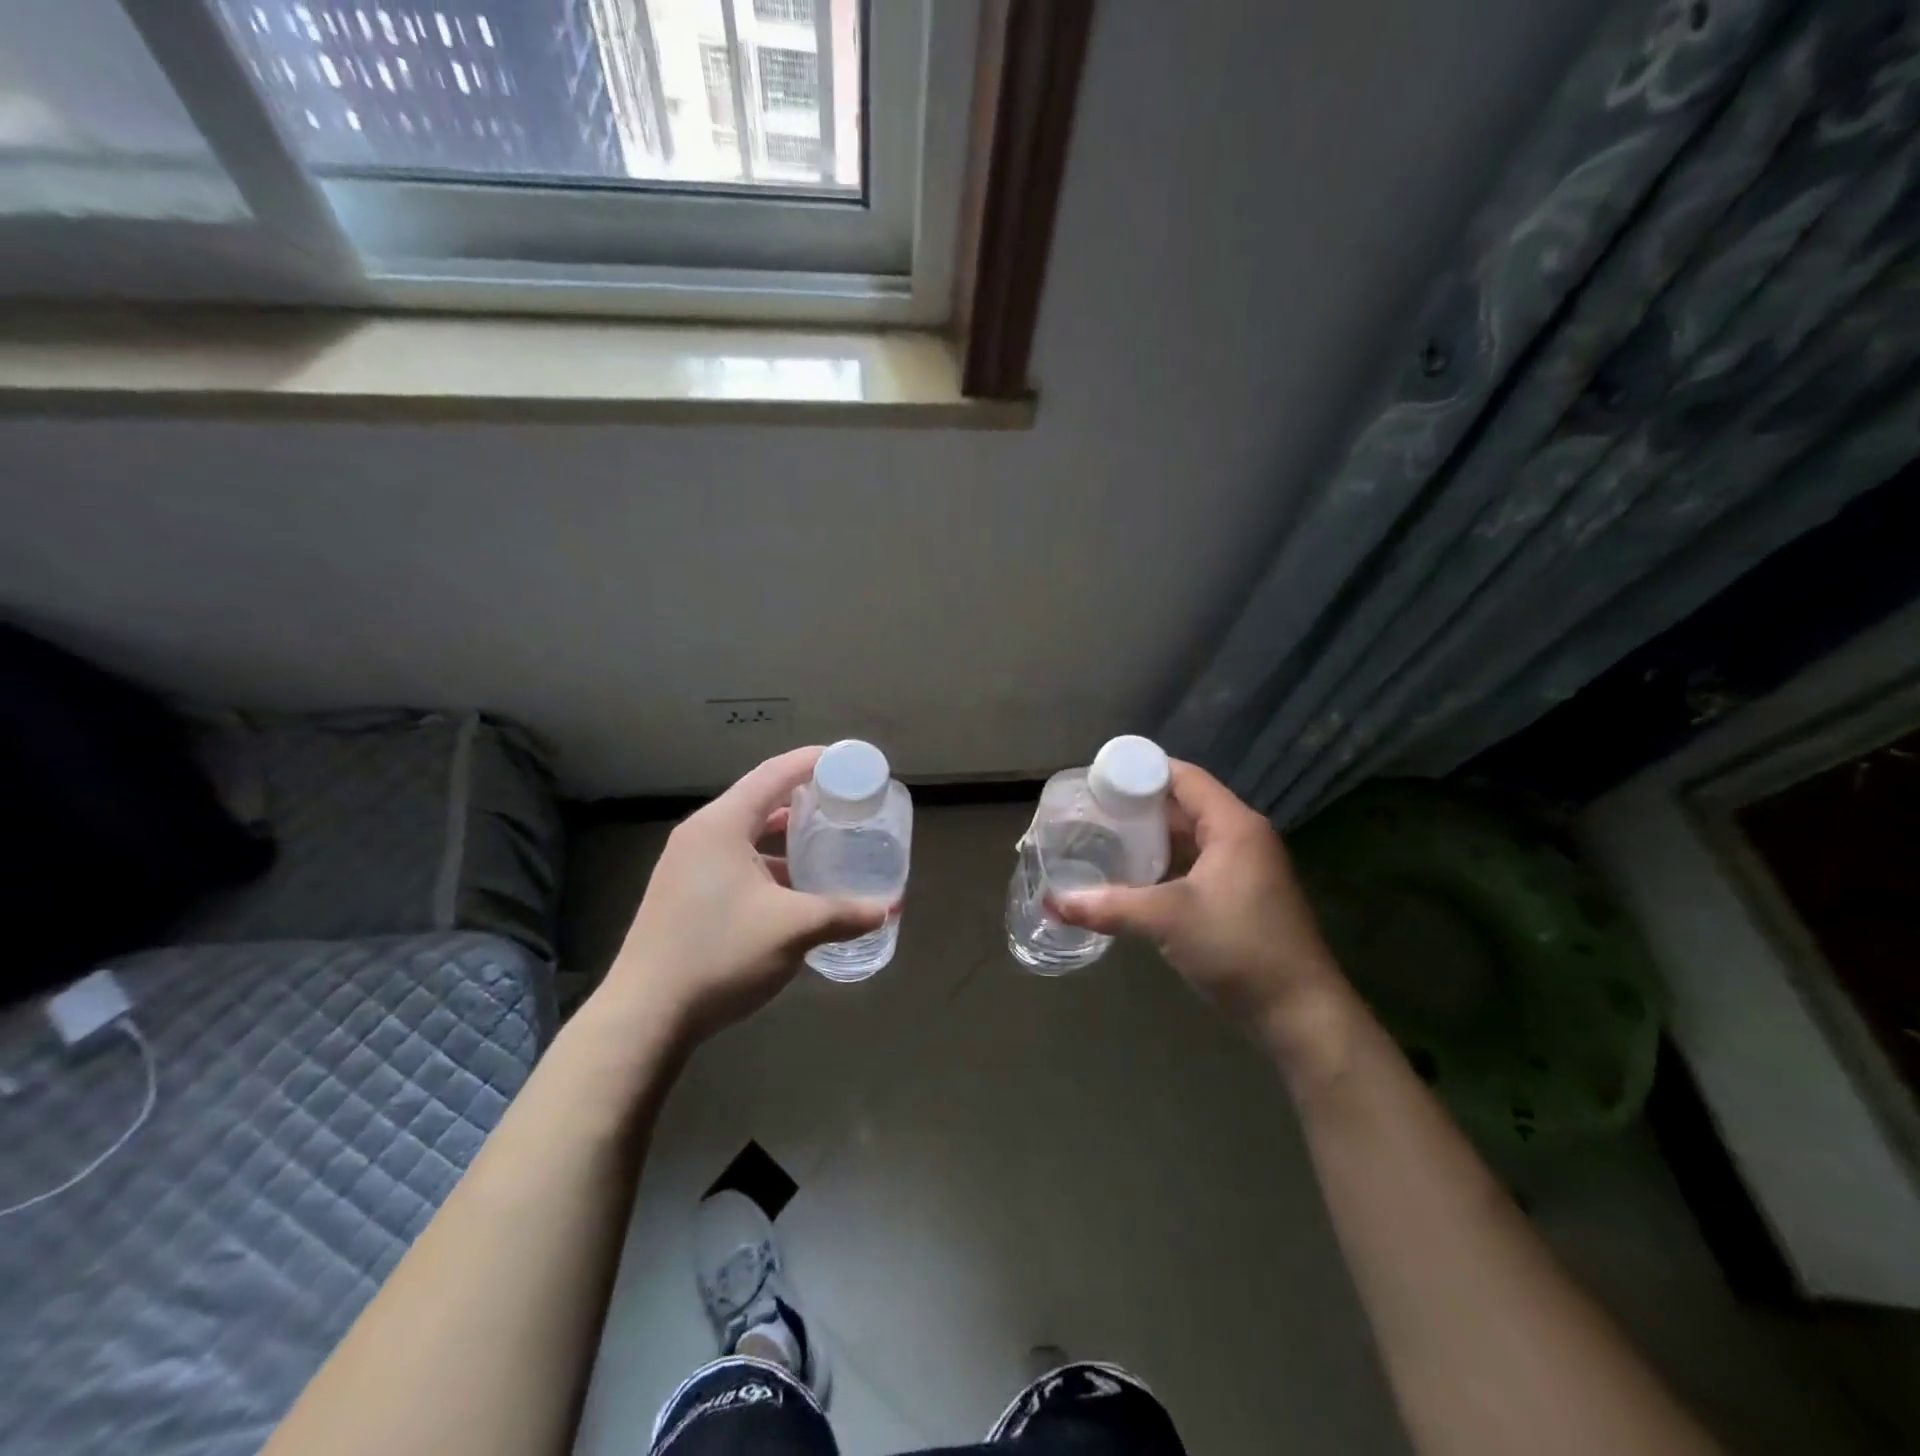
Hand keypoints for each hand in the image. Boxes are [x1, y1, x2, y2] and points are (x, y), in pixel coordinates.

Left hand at [601, 747, 888, 1044]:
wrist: (645, 1016)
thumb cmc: (720, 955)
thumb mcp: (793, 930)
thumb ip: (845, 913)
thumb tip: (888, 909)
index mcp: (722, 825)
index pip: (774, 774)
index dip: (813, 762)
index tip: (849, 760)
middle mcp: (701, 835)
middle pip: (760, 800)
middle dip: (805, 799)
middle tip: (846, 803)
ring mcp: (687, 866)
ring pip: (747, 835)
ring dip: (786, 837)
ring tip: (827, 842)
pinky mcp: (684, 894)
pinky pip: (735, 861)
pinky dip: (768, 865)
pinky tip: (794, 889)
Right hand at [1052, 760, 1347, 1047]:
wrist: (1299, 1013)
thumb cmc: (1238, 948)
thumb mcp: (1168, 920)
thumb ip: (1108, 906)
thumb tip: (1052, 902)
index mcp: (1233, 825)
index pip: (1183, 777)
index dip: (1140, 771)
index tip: (1097, 778)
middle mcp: (1241, 837)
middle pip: (1183, 804)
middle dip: (1137, 805)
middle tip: (1091, 809)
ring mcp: (1244, 868)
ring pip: (1188, 836)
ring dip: (1150, 836)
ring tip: (1103, 837)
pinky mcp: (1240, 896)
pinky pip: (1195, 863)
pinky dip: (1164, 863)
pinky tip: (1132, 875)